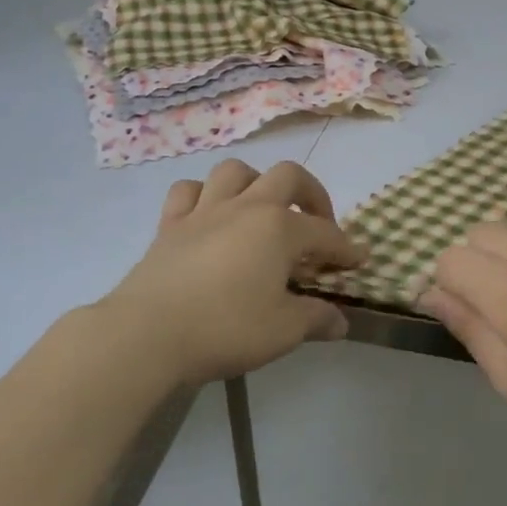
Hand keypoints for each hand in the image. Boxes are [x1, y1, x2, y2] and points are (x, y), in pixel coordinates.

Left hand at [102, 159, 366, 387]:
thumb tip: (340, 321)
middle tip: (317, 224)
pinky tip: (210, 215)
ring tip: (263, 210)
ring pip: (235, 172)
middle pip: (287, 176)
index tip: (357, 261)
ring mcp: (204, 211)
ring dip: (256, 183)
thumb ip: (316, 319)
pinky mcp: (170, 225)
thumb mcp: (283, 330)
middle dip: (311, 194)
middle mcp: (245, 207)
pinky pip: (188, 192)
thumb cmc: (225, 328)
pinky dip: (204, 195)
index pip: (325, 233)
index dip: (346, 248)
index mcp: (279, 228)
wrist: (148, 333)